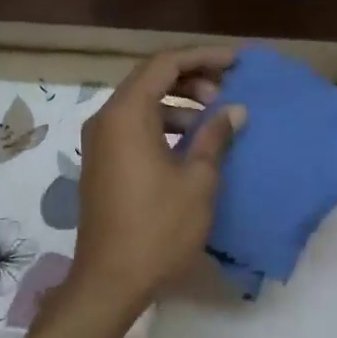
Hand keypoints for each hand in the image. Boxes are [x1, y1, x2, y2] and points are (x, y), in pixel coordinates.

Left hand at [70, 47, 245, 309]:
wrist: (110, 279)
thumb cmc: (158, 228)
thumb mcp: (197, 180)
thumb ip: (215, 137)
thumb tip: (234, 110)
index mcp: (126, 114)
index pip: (165, 64)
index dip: (203, 57)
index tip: (236, 62)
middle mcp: (106, 120)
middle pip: (150, 80)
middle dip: (191, 79)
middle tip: (226, 92)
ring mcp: (99, 142)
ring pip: (141, 105)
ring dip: (178, 104)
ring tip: (213, 119)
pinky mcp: (101, 163)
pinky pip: (133, 128)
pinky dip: (162, 125)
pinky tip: (190, 144)